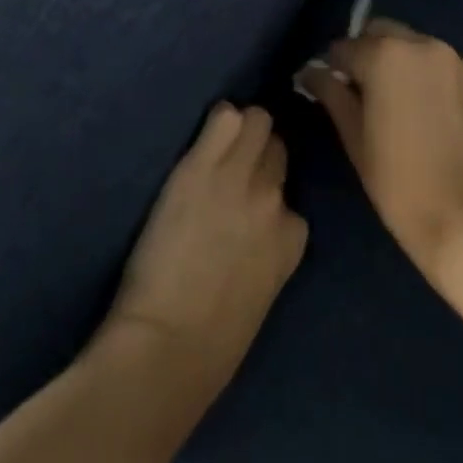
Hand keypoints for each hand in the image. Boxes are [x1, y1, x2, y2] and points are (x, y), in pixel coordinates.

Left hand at [104, 104, 308, 399]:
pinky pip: (224, 117)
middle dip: (258, 153)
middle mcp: (274, 198)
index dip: (268, 194)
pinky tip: (203, 134)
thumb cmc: (212, 341)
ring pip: (257, 121)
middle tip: (230, 165)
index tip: (249, 202)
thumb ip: (266, 251)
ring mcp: (239, 178)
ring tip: (216, 143)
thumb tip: (251, 233)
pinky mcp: (203, 166)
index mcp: (293, 236)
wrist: (170, 345)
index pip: (290, 195)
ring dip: (241, 129)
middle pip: (277, 148)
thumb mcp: (260, 292)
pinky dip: (218, 120)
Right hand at [298, 21, 462, 288]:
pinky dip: (438, 82)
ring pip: (420, 49)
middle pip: (385, 34)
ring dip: (406, 65)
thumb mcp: (354, 138)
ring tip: (407, 107)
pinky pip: (451, 71)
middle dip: (370, 54)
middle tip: (368, 94)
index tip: (334, 90)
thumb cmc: (399, 183)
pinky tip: (439, 119)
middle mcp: (426, 45)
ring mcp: (462, 63)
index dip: (334, 68)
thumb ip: (331, 94)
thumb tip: (313, 71)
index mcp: (386, 54)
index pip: (345, 47)